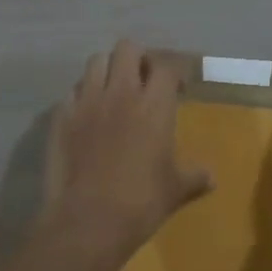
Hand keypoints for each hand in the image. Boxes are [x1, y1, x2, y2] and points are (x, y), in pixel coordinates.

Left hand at [43, 40, 212, 256]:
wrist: (87, 221)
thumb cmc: (141, 202)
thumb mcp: (176, 190)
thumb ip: (195, 177)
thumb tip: (211, 178)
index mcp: (154, 105)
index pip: (166, 66)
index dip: (175, 71)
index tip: (179, 87)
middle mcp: (120, 93)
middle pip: (127, 49)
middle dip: (138, 59)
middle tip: (144, 81)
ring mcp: (86, 103)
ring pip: (95, 61)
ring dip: (108, 70)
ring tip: (114, 91)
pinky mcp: (61, 118)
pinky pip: (72, 92)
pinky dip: (82, 96)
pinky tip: (88, 116)